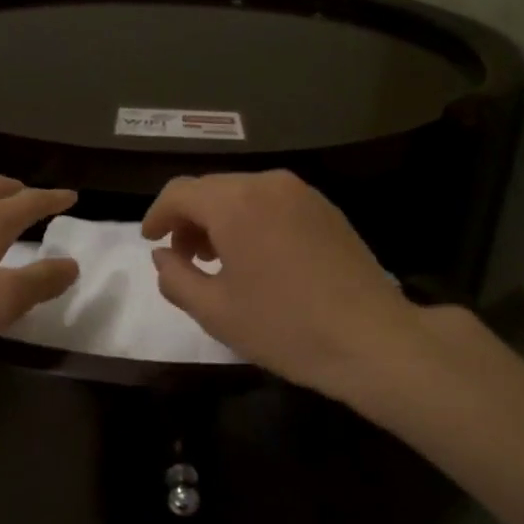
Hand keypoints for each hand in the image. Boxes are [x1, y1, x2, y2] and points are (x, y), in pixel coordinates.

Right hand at [141, 171, 429, 400]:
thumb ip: (175, 278)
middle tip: (183, 258)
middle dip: (189, 219)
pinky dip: (251, 220)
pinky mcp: (325, 208)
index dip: (157, 215)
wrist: (372, 339)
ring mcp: (302, 193)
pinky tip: (256, 257)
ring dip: (220, 220)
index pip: (180, 192)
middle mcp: (268, 183)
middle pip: (212, 189)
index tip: (150, 241)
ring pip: (243, 194)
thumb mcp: (215, 311)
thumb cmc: (285, 327)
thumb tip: (162, 256)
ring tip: (218, 261)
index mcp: (236, 202)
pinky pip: (272, 203)